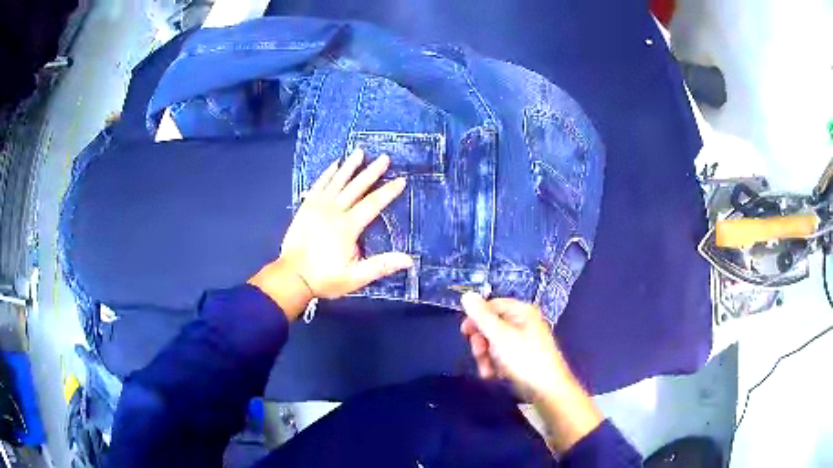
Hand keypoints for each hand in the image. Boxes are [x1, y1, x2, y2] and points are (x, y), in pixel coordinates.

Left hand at [250, 148, 412, 318]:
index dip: (388, 192)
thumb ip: (381, 266)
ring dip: (349, 166)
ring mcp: (317, 207)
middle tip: (384, 158)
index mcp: (348, 226)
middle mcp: (333, 211)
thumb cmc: (324, 278)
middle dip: (372, 172)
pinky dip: (327, 174)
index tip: (401, 180)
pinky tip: (334, 165)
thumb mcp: (355, 277)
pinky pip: (318, 185)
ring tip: (360, 152)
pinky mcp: (306, 207)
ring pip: (337, 181)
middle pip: (356, 187)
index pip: (372, 204)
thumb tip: (409, 260)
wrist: (292, 276)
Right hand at [460, 293, 602, 452]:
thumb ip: (481, 316)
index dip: (476, 318)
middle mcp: (523, 323)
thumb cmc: (524, 359)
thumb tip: (467, 295)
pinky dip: (494, 365)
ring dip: (485, 357)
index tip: (465, 333)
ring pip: (493, 343)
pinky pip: (501, 356)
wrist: (547, 390)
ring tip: (487, 370)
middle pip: (491, 325)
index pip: (492, 305)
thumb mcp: (500, 336)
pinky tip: (494, 375)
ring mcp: (523, 341)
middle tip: (479, 353)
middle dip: (481, 342)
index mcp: (522, 311)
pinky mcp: (522, 358)